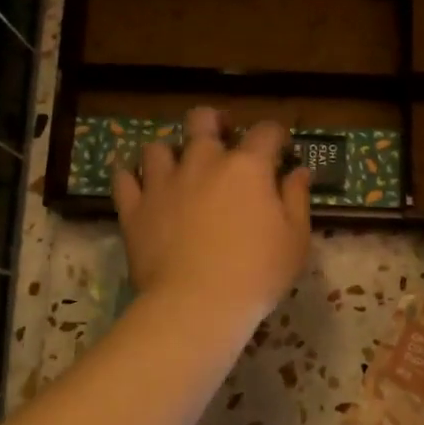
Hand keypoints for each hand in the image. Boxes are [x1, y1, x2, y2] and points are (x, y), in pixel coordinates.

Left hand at [112, 108, 311, 326]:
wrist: (197, 304)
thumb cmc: (257, 273)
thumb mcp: (296, 239)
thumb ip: (297, 198)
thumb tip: (299, 171)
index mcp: (247, 167)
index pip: (266, 131)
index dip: (276, 135)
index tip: (281, 150)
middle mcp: (203, 162)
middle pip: (203, 120)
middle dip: (214, 122)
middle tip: (222, 138)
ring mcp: (163, 182)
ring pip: (158, 146)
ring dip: (170, 152)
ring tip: (177, 167)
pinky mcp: (135, 208)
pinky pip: (124, 178)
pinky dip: (131, 176)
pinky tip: (139, 184)